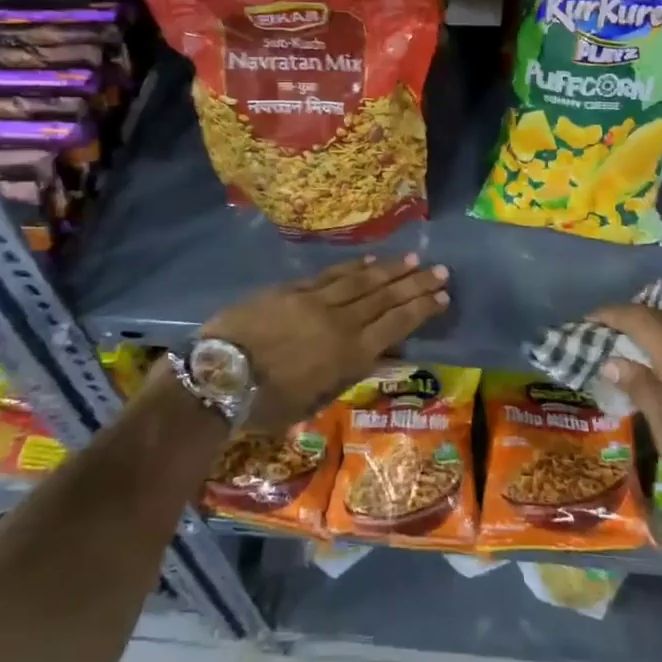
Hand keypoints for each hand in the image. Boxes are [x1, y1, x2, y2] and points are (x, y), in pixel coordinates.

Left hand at [203, 254, 449, 429]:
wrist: (219, 374)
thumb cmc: (266, 403)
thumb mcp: (315, 401)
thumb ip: (350, 374)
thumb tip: (384, 356)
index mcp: (349, 354)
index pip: (395, 325)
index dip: (421, 310)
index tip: (443, 296)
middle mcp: (340, 321)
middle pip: (385, 298)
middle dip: (415, 284)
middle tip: (440, 270)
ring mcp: (316, 300)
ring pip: (362, 281)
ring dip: (390, 270)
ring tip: (413, 259)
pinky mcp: (292, 289)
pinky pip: (331, 274)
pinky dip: (354, 267)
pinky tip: (370, 262)